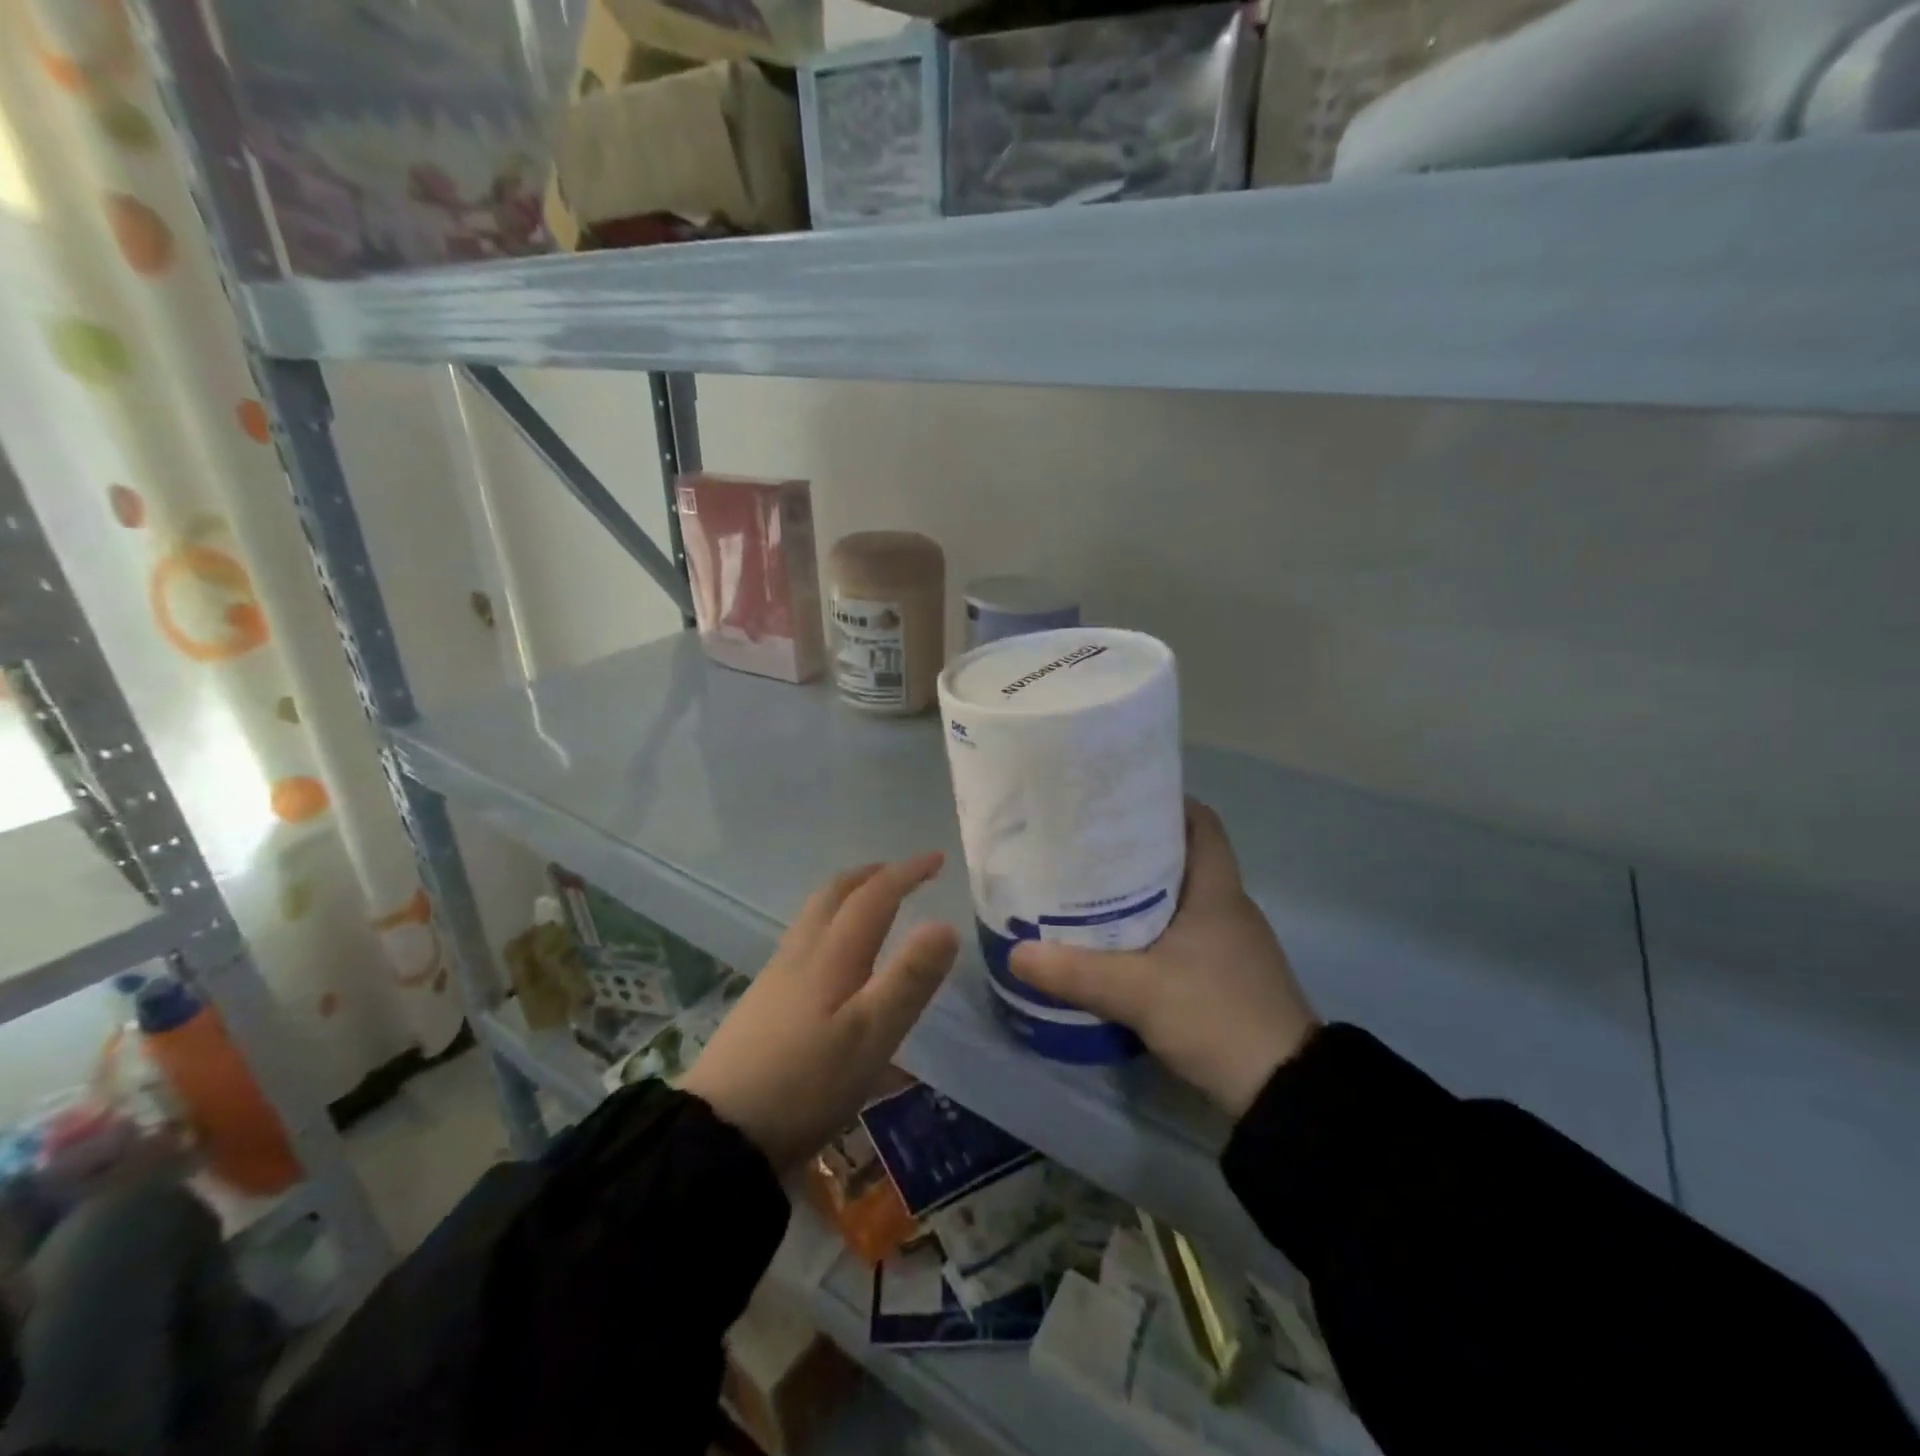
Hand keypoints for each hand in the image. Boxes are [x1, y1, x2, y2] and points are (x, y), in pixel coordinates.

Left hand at [683, 854, 959, 1172]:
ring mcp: (777, 977)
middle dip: (872, 875)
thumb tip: (945, 925)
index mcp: (832, 955)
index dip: (906, 873)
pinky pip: (804, 940)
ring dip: (848, 897)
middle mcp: (802, 953)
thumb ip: (909, 980)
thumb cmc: (805, 1083)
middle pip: (835, 894)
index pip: (874, 896)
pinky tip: (835, 958)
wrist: (718, 1133)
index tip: (937, 859)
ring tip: (873, 905)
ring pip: (815, 916)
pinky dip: (830, 924)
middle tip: (902, 874)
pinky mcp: (763, 1002)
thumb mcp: (871, 1036)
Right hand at [1010, 802, 1319, 1117]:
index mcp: (1217, 890)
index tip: (1118, 803)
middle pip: (1182, 857)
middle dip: (1136, 847)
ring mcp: (1229, 943)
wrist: (1283, 1092)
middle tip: (1085, 845)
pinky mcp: (1223, 975)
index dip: (1165, 804)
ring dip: (1141, 890)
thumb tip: (1015, 953)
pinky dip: (1150, 927)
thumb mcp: (1139, 991)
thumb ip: (1076, 971)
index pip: (1201, 823)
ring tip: (1089, 888)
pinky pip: (1181, 932)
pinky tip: (1116, 943)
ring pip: (1179, 897)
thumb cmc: (1217, 1015)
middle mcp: (1227, 906)